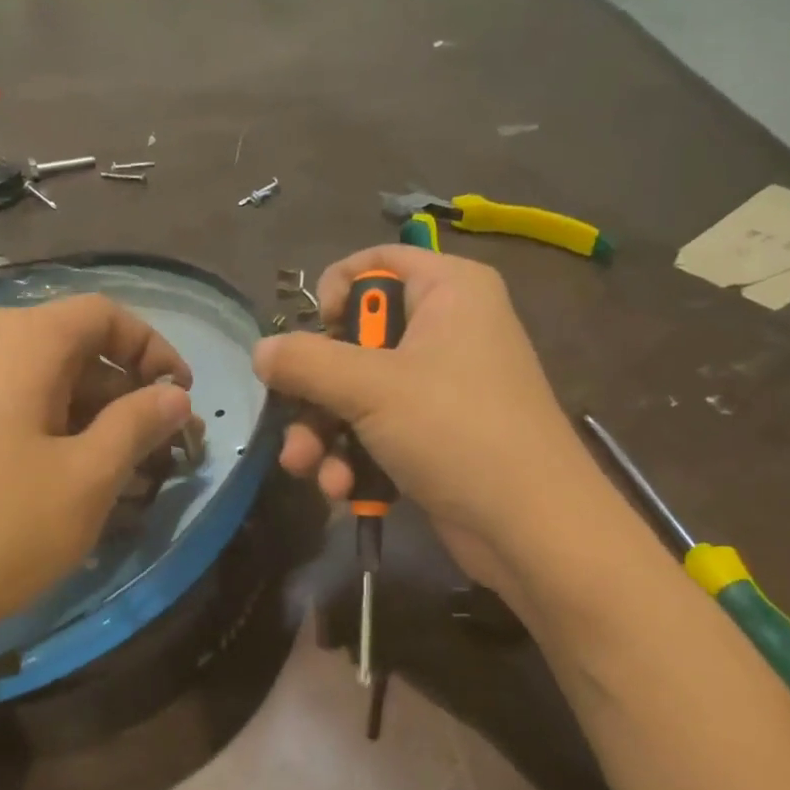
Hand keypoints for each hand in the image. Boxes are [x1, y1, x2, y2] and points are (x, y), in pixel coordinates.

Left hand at [0, 294, 194, 671]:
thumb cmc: (3, 526)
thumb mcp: (90, 476)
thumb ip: (138, 425)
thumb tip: (174, 396)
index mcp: (20, 343)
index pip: (103, 314)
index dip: (153, 348)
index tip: (183, 396)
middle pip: (69, 346)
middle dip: (125, 390)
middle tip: (160, 443)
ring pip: (37, 383)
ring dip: (90, 415)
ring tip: (121, 470)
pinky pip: (4, 410)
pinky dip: (48, 431)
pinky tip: (64, 483)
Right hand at [253, 247, 607, 605]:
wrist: (529, 526)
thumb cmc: (456, 432)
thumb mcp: (372, 388)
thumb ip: (307, 362)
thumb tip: (260, 350)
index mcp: (448, 290)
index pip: (374, 263)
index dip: (334, 294)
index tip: (313, 339)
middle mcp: (446, 330)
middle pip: (356, 340)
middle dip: (316, 391)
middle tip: (293, 422)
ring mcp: (442, 388)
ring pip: (359, 395)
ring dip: (325, 435)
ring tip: (308, 469)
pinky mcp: (436, 438)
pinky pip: (379, 433)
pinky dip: (355, 459)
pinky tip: (342, 492)